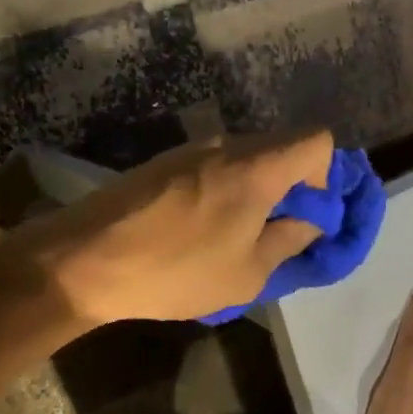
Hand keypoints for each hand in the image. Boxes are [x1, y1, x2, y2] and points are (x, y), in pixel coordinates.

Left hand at [34, 131, 334, 324]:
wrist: (84, 259)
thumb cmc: (175, 270)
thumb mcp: (247, 273)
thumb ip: (289, 240)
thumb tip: (309, 220)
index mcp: (256, 166)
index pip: (318, 140)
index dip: (327, 176)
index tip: (309, 215)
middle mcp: (227, 145)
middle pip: (282, 148)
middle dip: (293, 187)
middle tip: (278, 233)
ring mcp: (191, 150)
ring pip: (246, 159)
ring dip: (256, 192)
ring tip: (236, 238)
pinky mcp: (164, 162)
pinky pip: (215, 168)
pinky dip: (225, 192)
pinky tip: (201, 231)